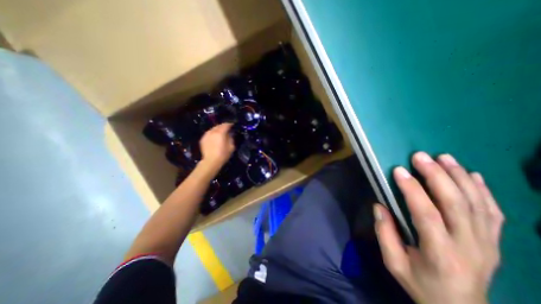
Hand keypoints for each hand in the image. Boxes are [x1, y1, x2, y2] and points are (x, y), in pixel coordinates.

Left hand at [198, 123, 233, 173]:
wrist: (211, 161)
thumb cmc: (223, 154)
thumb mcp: (231, 146)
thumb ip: (231, 138)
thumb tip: (229, 134)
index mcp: (220, 133)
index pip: (226, 125)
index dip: (230, 124)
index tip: (233, 125)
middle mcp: (212, 131)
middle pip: (219, 126)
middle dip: (223, 126)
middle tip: (227, 129)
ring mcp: (206, 135)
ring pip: (213, 129)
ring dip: (217, 129)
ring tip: (221, 133)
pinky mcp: (202, 139)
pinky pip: (209, 133)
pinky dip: (213, 133)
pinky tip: (215, 137)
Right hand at [375, 152, 505, 303]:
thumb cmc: (420, 284)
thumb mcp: (394, 262)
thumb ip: (384, 233)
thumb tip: (379, 206)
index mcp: (440, 253)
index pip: (426, 214)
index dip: (412, 190)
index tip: (399, 171)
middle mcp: (469, 246)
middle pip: (456, 204)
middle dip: (437, 176)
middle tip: (420, 157)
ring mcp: (487, 244)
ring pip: (477, 203)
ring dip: (459, 177)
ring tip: (444, 157)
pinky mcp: (494, 242)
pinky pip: (493, 212)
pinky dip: (483, 190)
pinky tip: (472, 174)